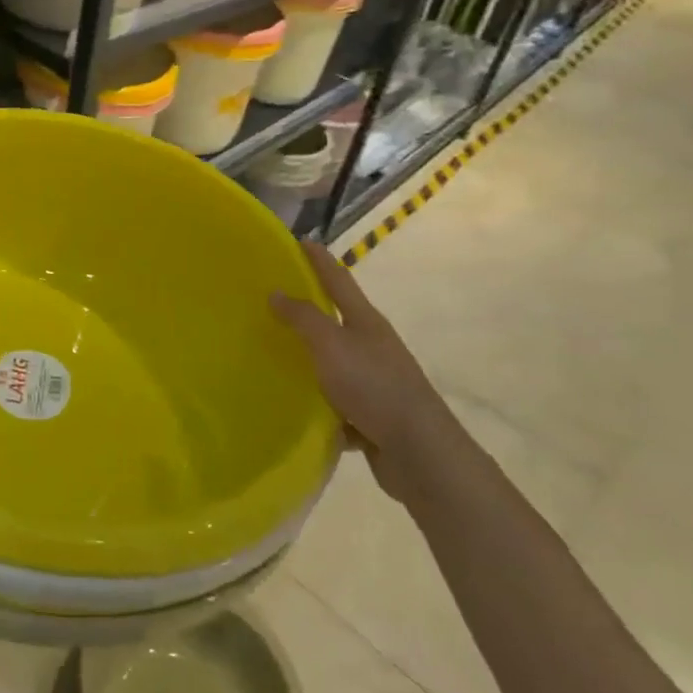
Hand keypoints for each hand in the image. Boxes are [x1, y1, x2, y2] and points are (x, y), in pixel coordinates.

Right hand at [272, 243, 453, 500]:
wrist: (418, 452)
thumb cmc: (374, 386)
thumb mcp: (331, 345)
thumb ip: (303, 318)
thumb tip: (276, 292)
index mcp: (365, 322)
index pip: (338, 279)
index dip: (319, 259)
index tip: (299, 240)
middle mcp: (372, 345)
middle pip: (337, 318)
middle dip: (310, 306)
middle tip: (274, 296)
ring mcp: (374, 380)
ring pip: (335, 361)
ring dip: (310, 356)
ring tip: (274, 353)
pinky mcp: (371, 414)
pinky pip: (336, 401)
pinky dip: (318, 401)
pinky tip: (296, 406)